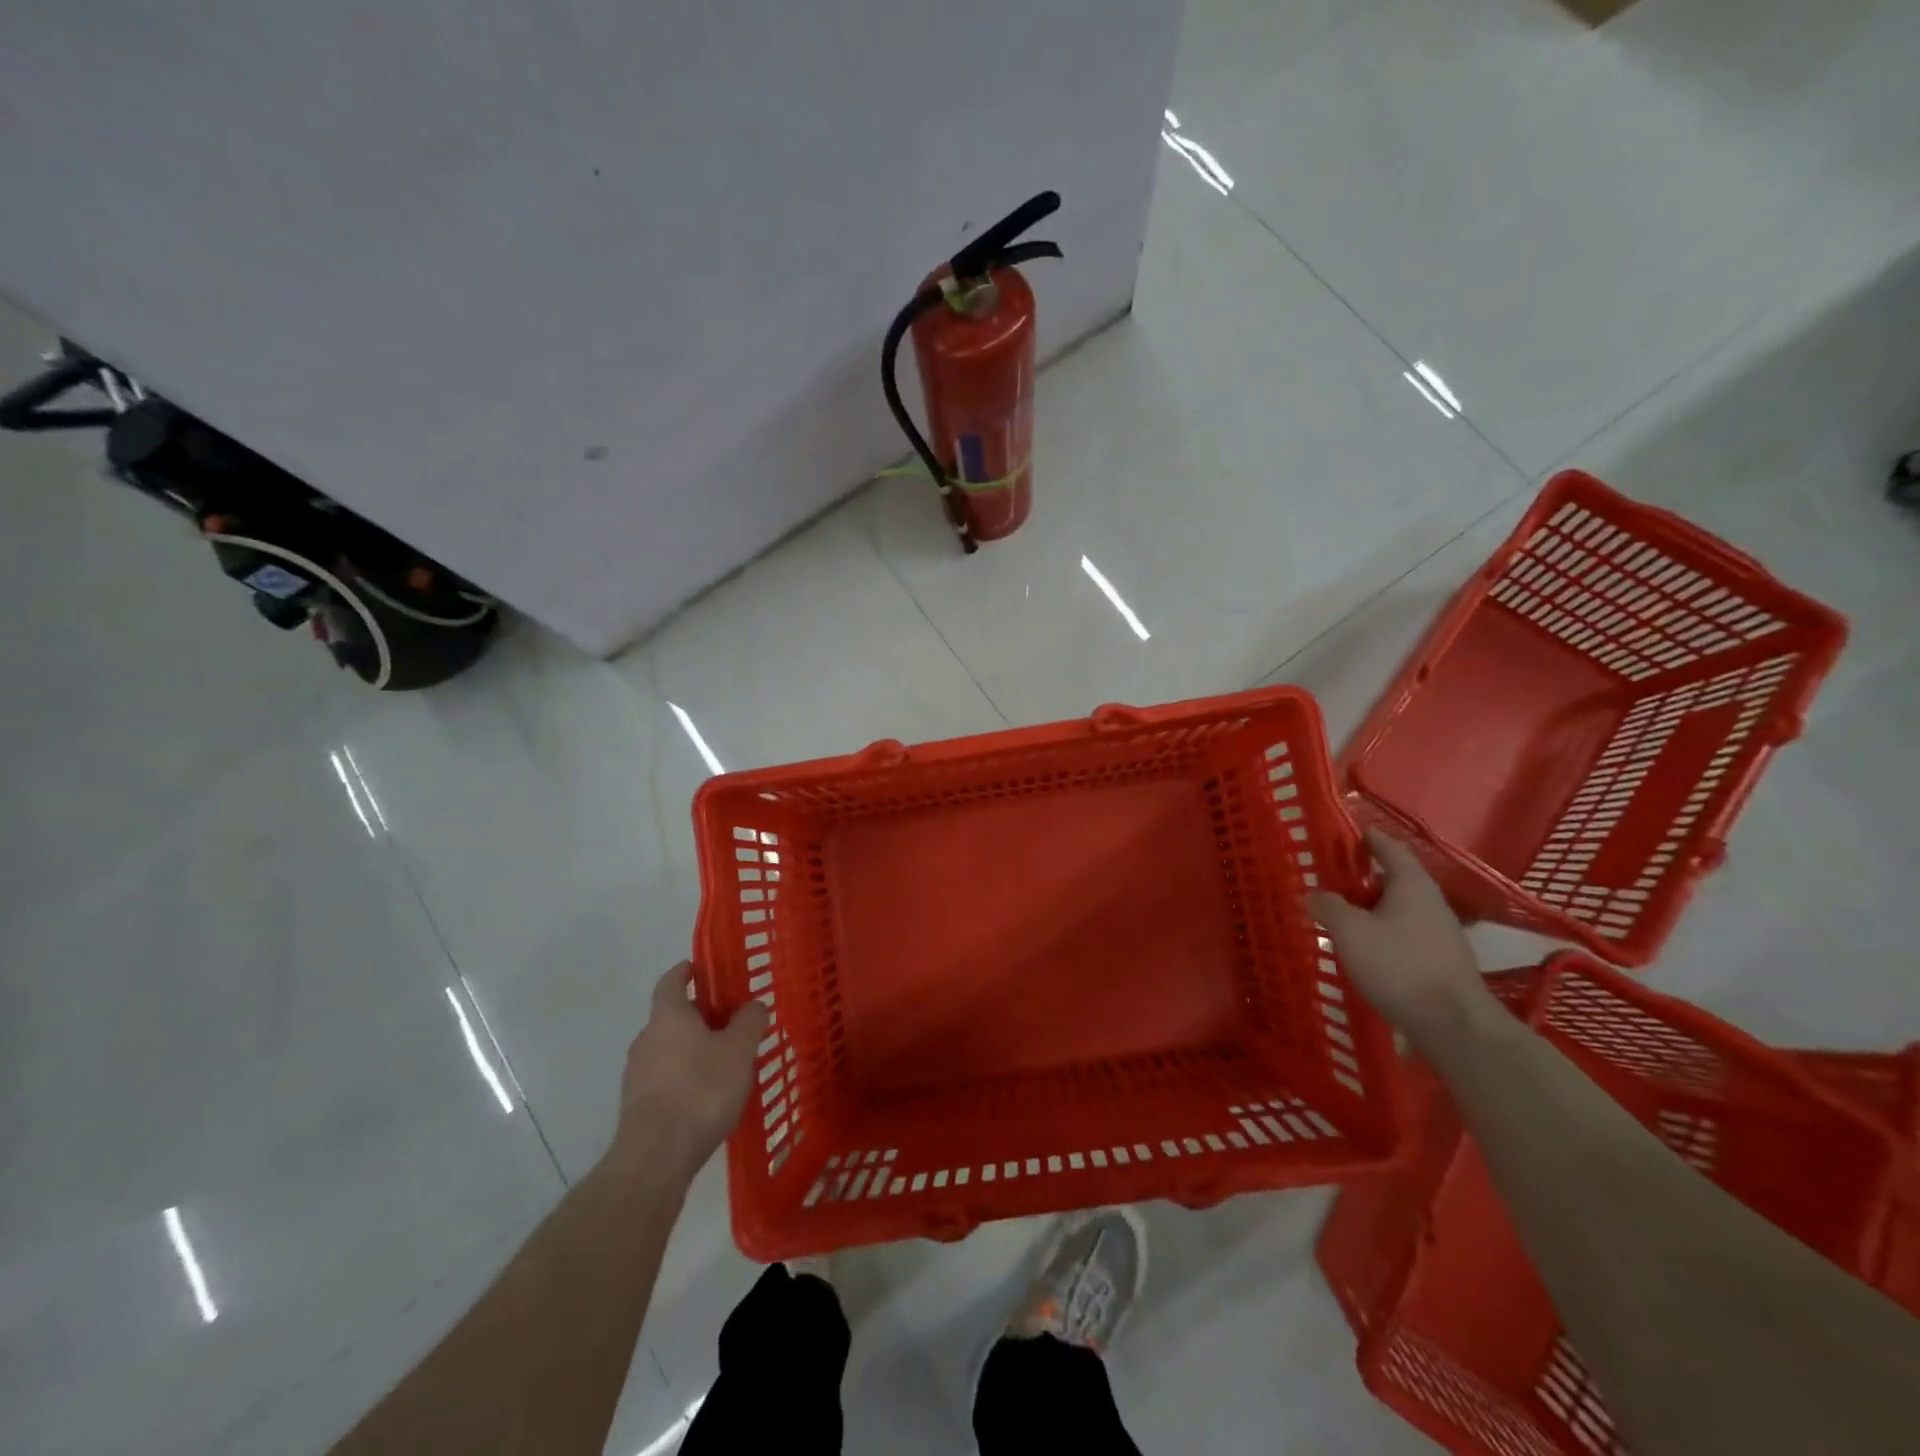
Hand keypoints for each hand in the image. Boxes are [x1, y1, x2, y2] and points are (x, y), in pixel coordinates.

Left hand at [610, 962, 769, 1185]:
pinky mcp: (636, 1105)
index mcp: (669, 1016)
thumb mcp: (739, 1051)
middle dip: (699, 1016)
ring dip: (692, 1049)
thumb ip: (749, 1022)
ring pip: (668, 1048)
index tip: (702, 969)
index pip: (671, 981)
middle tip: (730, 1022)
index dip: (686, 971)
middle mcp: (646, 1038)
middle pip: (673, 1016)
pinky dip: (683, 1076)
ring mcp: (636, 1074)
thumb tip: (753, 1005)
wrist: (655, 1158)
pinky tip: (706, 1096)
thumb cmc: (701, 1091)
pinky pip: (664, 1078)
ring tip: (723, 1063)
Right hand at [1306, 830, 1491, 1046]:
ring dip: (1376, 909)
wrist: (1453, 1024)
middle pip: (1397, 880)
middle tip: (1336, 881)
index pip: (1391, 850)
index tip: (1352, 834)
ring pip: (1403, 910)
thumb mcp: (1350, 931)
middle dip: (1367, 879)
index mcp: (1412, 885)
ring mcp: (1443, 934)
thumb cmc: (1398, 965)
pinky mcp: (1444, 961)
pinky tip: (1369, 949)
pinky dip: (1387, 933)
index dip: (1370, 840)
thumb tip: (1313, 894)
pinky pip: (1409, 934)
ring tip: (1346, 917)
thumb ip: (1328, 907)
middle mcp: (1432, 902)